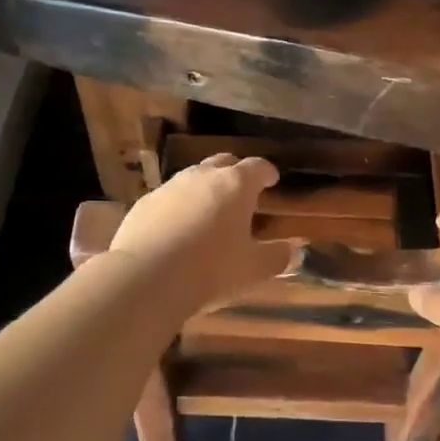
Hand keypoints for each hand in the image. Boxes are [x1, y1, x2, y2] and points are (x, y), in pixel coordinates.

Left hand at [106, 155, 294, 309]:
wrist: (147, 278)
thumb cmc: (211, 270)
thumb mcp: (253, 269)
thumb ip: (277, 257)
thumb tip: (295, 251)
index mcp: (235, 185)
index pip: (256, 167)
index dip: (266, 172)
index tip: (271, 180)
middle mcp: (202, 177)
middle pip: (223, 163)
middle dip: (234, 173)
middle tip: (242, 192)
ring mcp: (169, 187)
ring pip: (193, 178)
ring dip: (205, 189)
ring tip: (209, 211)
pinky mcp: (144, 204)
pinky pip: (168, 198)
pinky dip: (178, 207)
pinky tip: (177, 229)